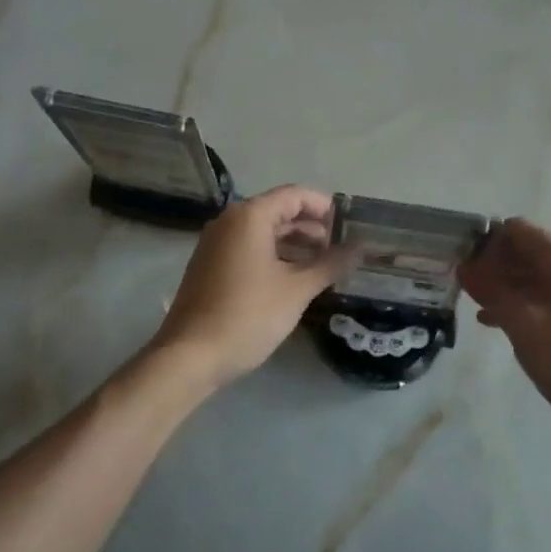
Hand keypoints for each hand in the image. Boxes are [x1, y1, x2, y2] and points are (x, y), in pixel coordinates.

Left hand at [150, 185, 355, 388]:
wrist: (189, 356)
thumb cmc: (247, 316)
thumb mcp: (296, 290)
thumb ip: (330, 264)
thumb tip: (361, 249)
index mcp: (249, 216)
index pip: (295, 195)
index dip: (325, 207)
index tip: (351, 226)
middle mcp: (230, 221)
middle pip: (279, 211)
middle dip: (312, 227)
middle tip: (343, 248)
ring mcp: (216, 243)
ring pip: (264, 232)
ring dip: (295, 243)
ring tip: (325, 265)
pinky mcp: (210, 265)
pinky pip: (249, 248)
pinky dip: (275, 255)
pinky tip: (295, 278)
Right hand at [459, 218, 550, 451]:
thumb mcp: (523, 323)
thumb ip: (491, 291)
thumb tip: (464, 266)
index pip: (517, 229)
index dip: (486, 241)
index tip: (461, 264)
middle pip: (524, 251)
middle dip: (491, 264)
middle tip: (461, 286)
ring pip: (530, 276)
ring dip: (501, 286)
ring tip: (471, 303)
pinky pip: (540, 299)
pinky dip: (517, 304)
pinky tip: (491, 323)